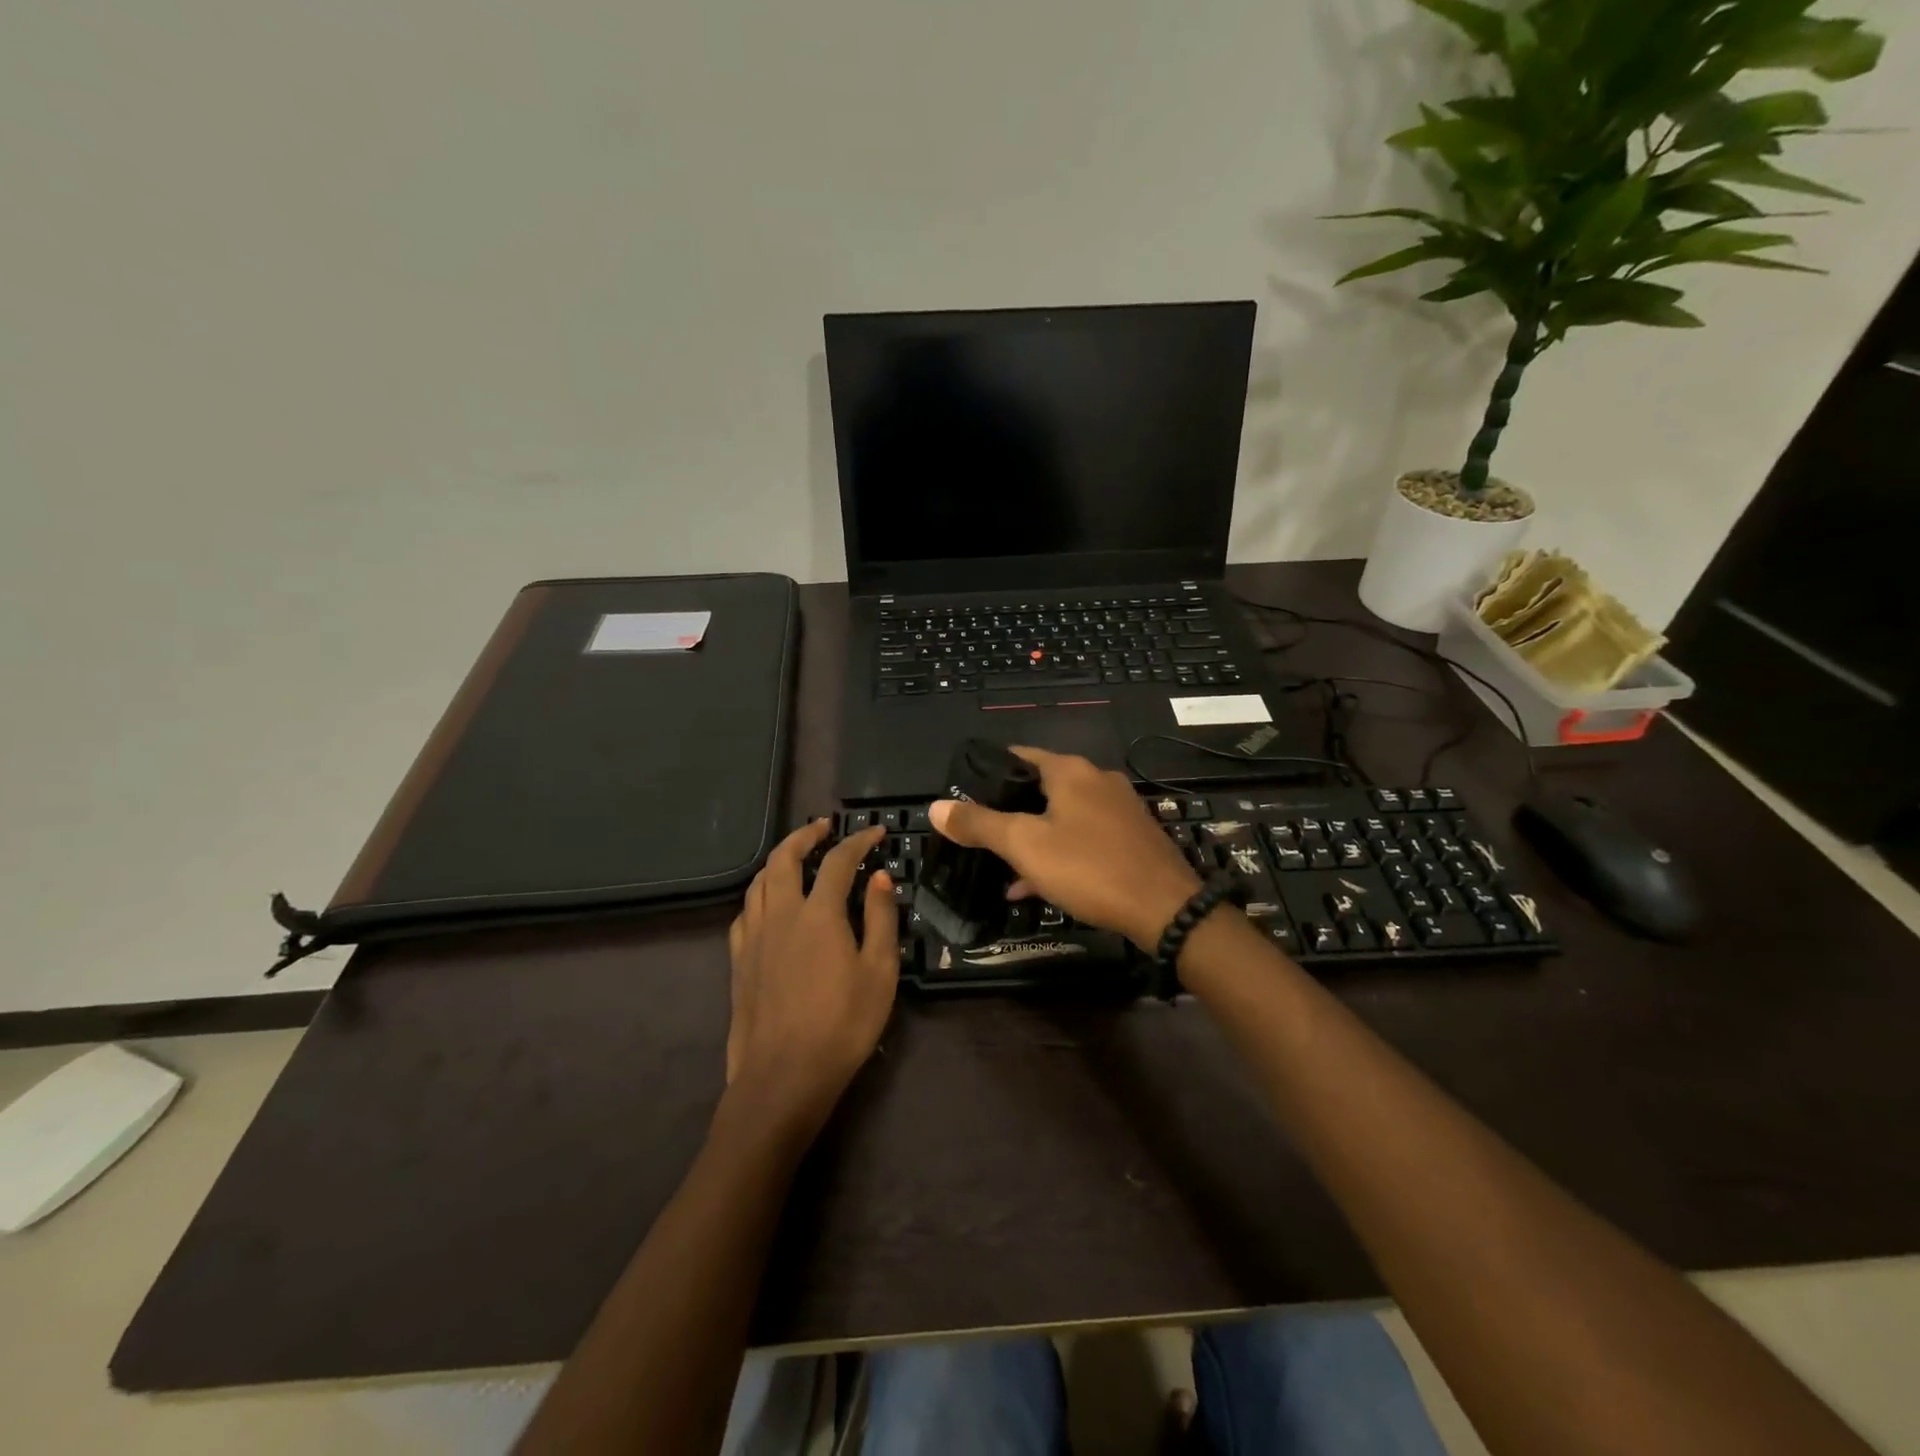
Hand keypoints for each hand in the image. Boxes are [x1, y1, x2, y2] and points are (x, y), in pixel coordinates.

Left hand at [726, 821, 898, 1128]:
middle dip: (804, 835)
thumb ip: (880, 918)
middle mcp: (780, 914)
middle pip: (784, 858)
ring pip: (758, 881)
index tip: (875, 831)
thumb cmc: (842, 1025)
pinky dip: (760, 893)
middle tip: (823, 827)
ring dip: (778, 859)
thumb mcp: (879, 972)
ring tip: (796, 856)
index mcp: (818, 913)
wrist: (783, 1076)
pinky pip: (745, 911)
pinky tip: (768, 903)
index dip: (858, 841)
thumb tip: (880, 878)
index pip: (839, 861)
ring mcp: (753, 937)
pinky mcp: (738, 960)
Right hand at [929, 747, 1201, 952]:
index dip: (988, 772)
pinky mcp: (1132, 837)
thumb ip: (979, 824)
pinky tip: (1036, 885)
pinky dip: (1059, 853)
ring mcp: (1119, 808)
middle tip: (980, 835)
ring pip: (1062, 816)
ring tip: (1003, 867)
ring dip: (1032, 838)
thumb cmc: (1089, 867)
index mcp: (1070, 771)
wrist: (1166, 909)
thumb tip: (935, 807)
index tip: (964, 796)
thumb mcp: (1025, 845)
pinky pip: (1084, 837)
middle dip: (1009, 811)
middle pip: (1040, 787)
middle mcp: (1097, 780)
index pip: (1019, 755)